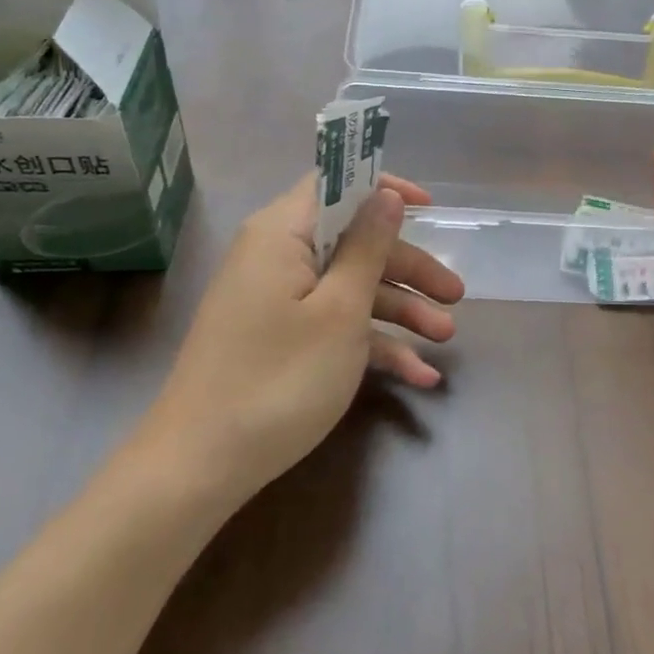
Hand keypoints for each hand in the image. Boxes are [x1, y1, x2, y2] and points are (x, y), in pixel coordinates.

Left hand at [137, 173, 464, 499]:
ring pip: (349, 288)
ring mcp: (277, 302)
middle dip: (409, 269)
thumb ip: (368, 247)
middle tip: (455, 295)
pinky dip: (371, 344)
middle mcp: (277, 258)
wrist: (198, 469)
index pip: (334, 184)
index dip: (383, 189)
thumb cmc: (279, 378)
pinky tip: (417, 375)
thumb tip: (385, 195)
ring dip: (400, 311)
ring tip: (446, 338)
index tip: (430, 209)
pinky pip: (333, 325)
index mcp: (282, 234)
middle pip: (353, 243)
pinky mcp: (280, 340)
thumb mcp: (340, 311)